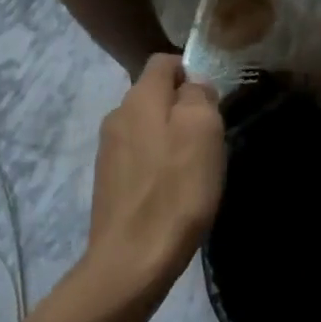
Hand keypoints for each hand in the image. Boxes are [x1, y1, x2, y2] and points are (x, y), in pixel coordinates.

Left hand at [86, 54, 225, 294]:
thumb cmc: (176, 190)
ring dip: (171, 137)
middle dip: (183, 107)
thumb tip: (194, 85)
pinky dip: (157, 163)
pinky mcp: (108, 181)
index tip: (212, 101)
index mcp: (139, 97)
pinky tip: (172, 190)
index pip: (164, 61)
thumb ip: (198, 95)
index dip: (191, 72)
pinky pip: (139, 156)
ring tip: (193, 168)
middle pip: (155, 94)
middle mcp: (117, 115)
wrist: (132, 260)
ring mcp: (108, 150)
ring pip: (147, 126)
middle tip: (209, 138)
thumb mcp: (203, 130)